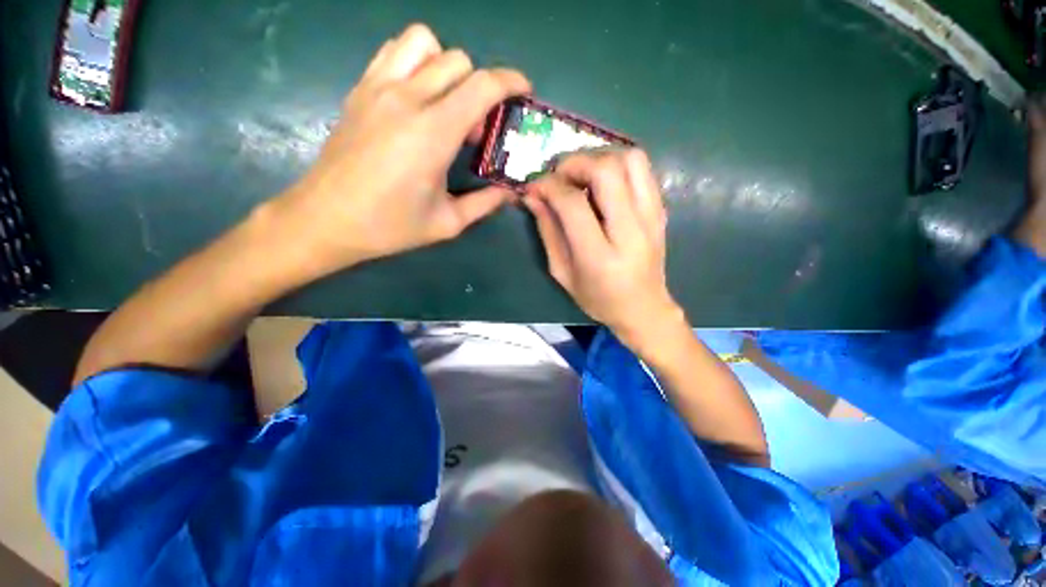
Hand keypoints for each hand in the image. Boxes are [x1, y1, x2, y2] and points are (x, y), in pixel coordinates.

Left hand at [271, 24, 530, 277]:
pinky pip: (394, 51)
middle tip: (476, 129)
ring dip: (447, 67)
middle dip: (480, 89)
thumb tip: (511, 193)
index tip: (523, 91)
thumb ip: (485, 204)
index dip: (511, 81)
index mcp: (432, 134)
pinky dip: (416, 61)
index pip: (482, 86)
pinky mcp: (359, 89)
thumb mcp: (447, 223)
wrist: (326, 219)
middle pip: (459, 61)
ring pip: (424, 42)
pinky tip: (417, 97)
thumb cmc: (390, 226)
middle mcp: (406, 99)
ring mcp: (378, 88)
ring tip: (446, 105)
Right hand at [523, 150, 684, 352]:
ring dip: (599, 157)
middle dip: (575, 163)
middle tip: (558, 176)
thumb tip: (532, 196)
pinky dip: (617, 164)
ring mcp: (651, 217)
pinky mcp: (661, 210)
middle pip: (606, 170)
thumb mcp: (562, 273)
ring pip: (631, 159)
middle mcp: (631, 231)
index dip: (549, 186)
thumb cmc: (598, 298)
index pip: (573, 203)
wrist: (644, 308)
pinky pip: (642, 169)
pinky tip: (602, 182)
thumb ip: (547, 232)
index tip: (535, 187)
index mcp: (600, 256)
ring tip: (582, 175)